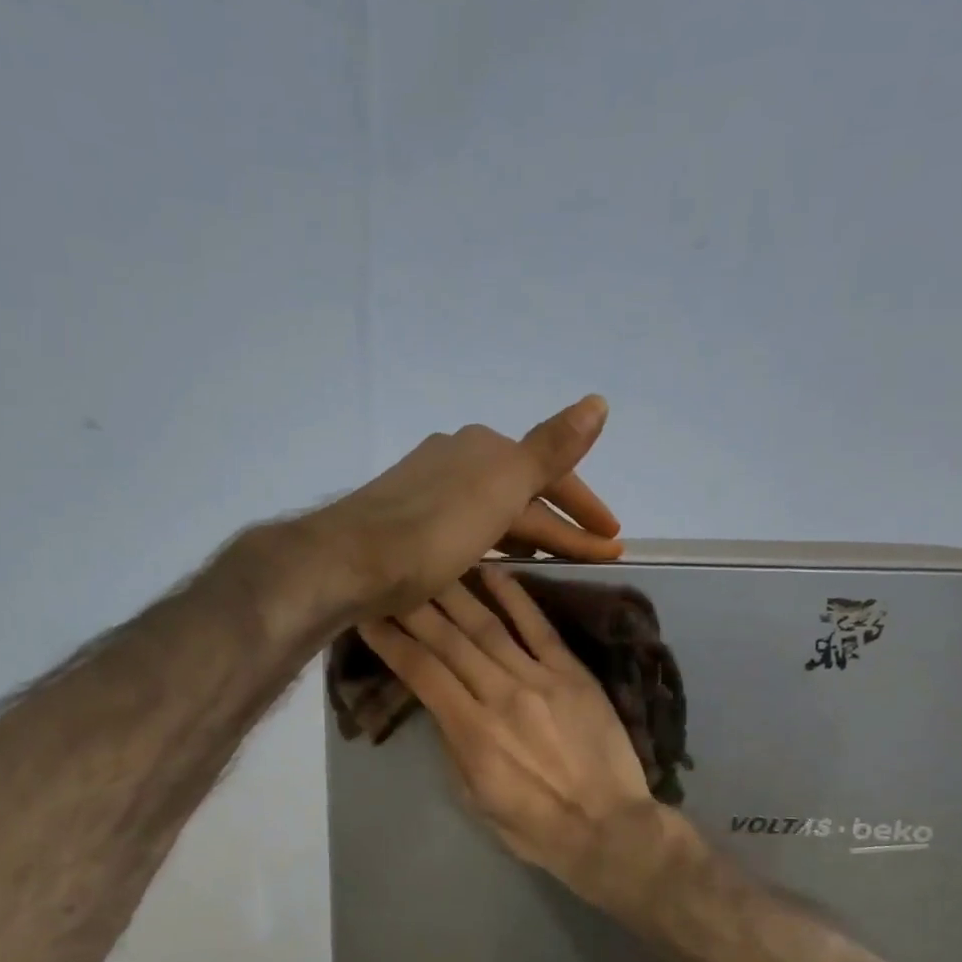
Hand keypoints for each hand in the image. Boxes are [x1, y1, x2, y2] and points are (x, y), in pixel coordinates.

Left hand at [309, 395, 622, 617]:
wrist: (347, 561)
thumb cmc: (433, 531)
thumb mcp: (502, 489)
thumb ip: (550, 448)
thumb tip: (598, 400)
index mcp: (485, 449)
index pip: (552, 475)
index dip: (585, 508)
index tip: (614, 542)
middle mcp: (455, 457)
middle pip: (523, 492)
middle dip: (562, 524)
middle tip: (597, 554)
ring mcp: (426, 488)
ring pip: (493, 510)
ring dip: (528, 532)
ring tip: (551, 559)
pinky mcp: (404, 519)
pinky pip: (465, 527)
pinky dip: (491, 542)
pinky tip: (489, 559)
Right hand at [356, 566, 677, 907]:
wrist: (608, 829)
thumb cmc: (535, 826)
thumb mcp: (475, 797)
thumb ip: (454, 746)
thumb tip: (441, 705)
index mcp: (470, 731)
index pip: (420, 672)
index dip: (390, 642)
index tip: (368, 618)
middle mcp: (499, 695)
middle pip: (448, 641)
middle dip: (413, 607)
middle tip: (389, 579)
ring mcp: (539, 679)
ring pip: (487, 626)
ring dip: (454, 593)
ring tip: (431, 566)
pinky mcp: (572, 673)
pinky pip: (539, 627)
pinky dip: (515, 597)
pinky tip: (492, 572)